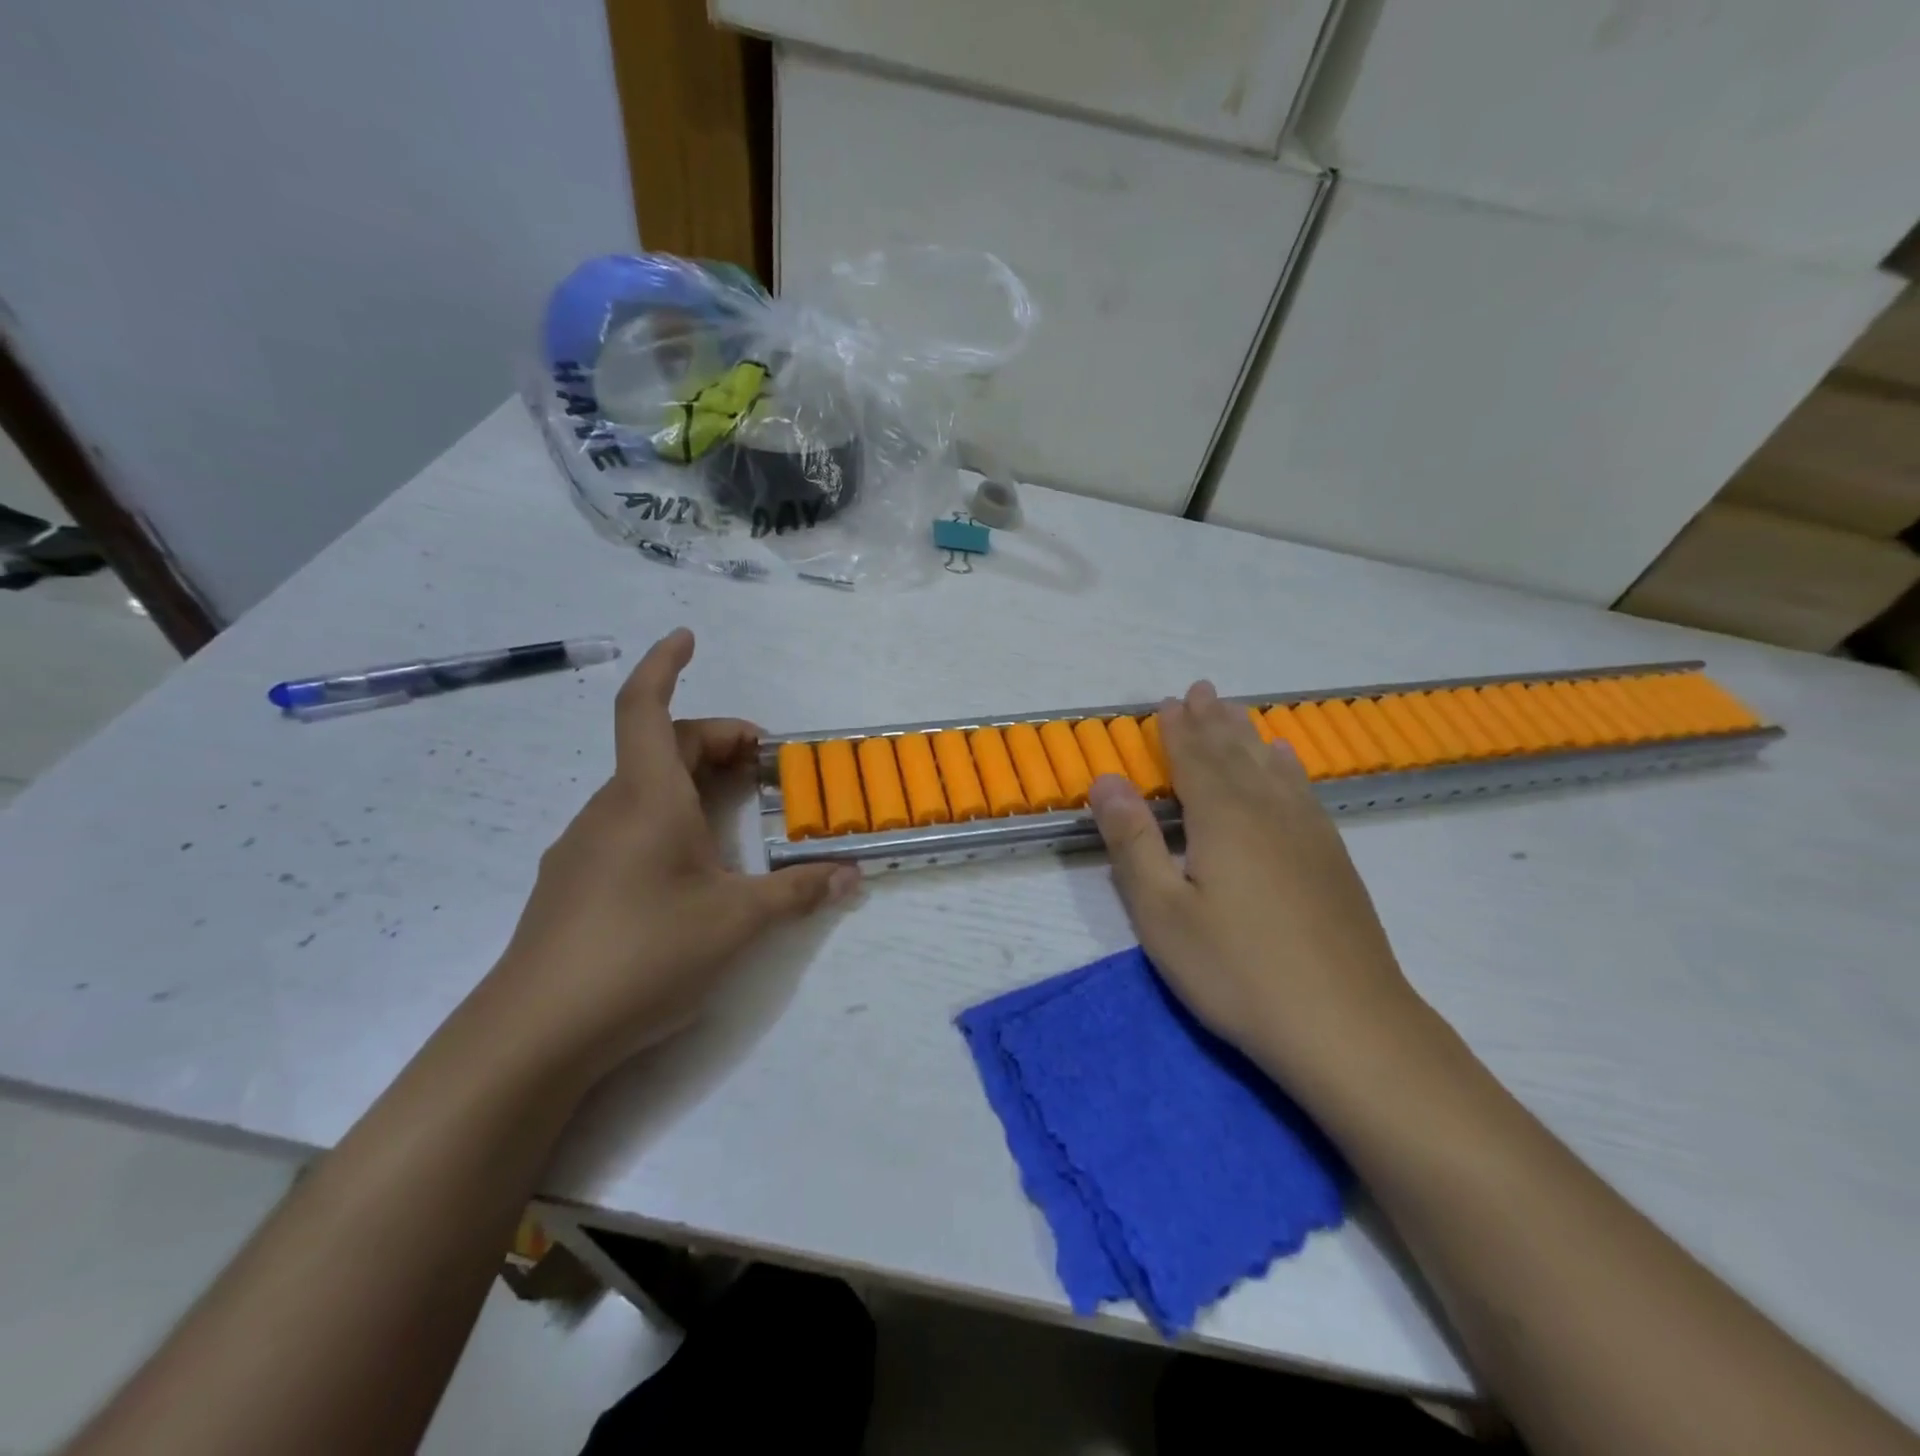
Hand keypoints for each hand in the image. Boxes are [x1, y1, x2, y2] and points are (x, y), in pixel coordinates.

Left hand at [479, 628, 857, 1086]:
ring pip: (642, 788)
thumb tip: (852, 876)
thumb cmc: (644, 953)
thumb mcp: (738, 922)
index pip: (647, 707)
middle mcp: (610, 810)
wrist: (535, 1034)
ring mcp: (584, 847)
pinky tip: (689, 867)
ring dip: (690, 782)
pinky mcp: (574, 883)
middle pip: (659, 747)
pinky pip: (626, 825)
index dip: (666, 665)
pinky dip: (666, 818)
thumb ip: (799, 893)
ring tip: (734, 816)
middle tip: (762, 763)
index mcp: (647, 798)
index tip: (688, 637)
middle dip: (713, 740)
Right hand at [1086, 682, 1416, 1084]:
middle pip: (1235, 753)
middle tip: (1202, 689)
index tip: (1167, 703)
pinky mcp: (1332, 859)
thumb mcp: (1162, 913)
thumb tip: (1106, 779)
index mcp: (1222, 818)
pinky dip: (1288, 767)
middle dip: (1214, 720)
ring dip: (1248, 735)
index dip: (1178, 730)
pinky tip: (1287, 762)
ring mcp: (1307, 833)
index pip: (1194, 759)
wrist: (1348, 1026)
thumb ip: (1132, 841)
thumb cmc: (1237, 971)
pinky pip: (1303, 791)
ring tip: (1235, 711)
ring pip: (1271, 766)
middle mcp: (1267, 811)